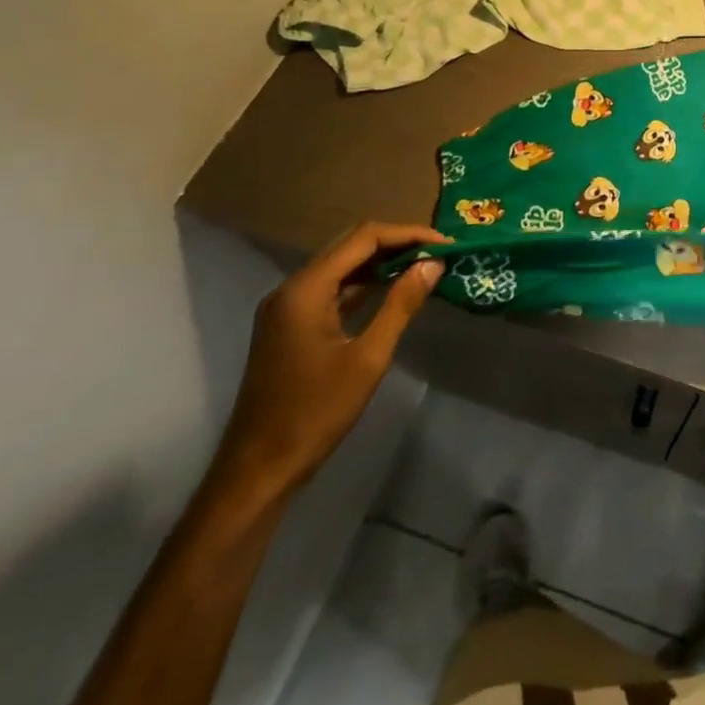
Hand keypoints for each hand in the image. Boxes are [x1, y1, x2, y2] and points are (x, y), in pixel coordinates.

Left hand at [210, 222, 445, 500]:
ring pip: (341, 266)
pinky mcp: (289, 325)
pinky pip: (332, 288)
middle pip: (350, 245)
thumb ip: (401, 304)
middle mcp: (291, 288)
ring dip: (381, 262)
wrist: (259, 470)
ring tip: (423, 266)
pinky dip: (363, 283)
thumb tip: (433, 264)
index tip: (445, 244)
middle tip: (437, 252)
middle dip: (396, 243)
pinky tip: (392, 288)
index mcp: (305, 289)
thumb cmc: (315, 412)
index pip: (364, 238)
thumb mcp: (368, 358)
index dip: (408, 234)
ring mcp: (287, 307)